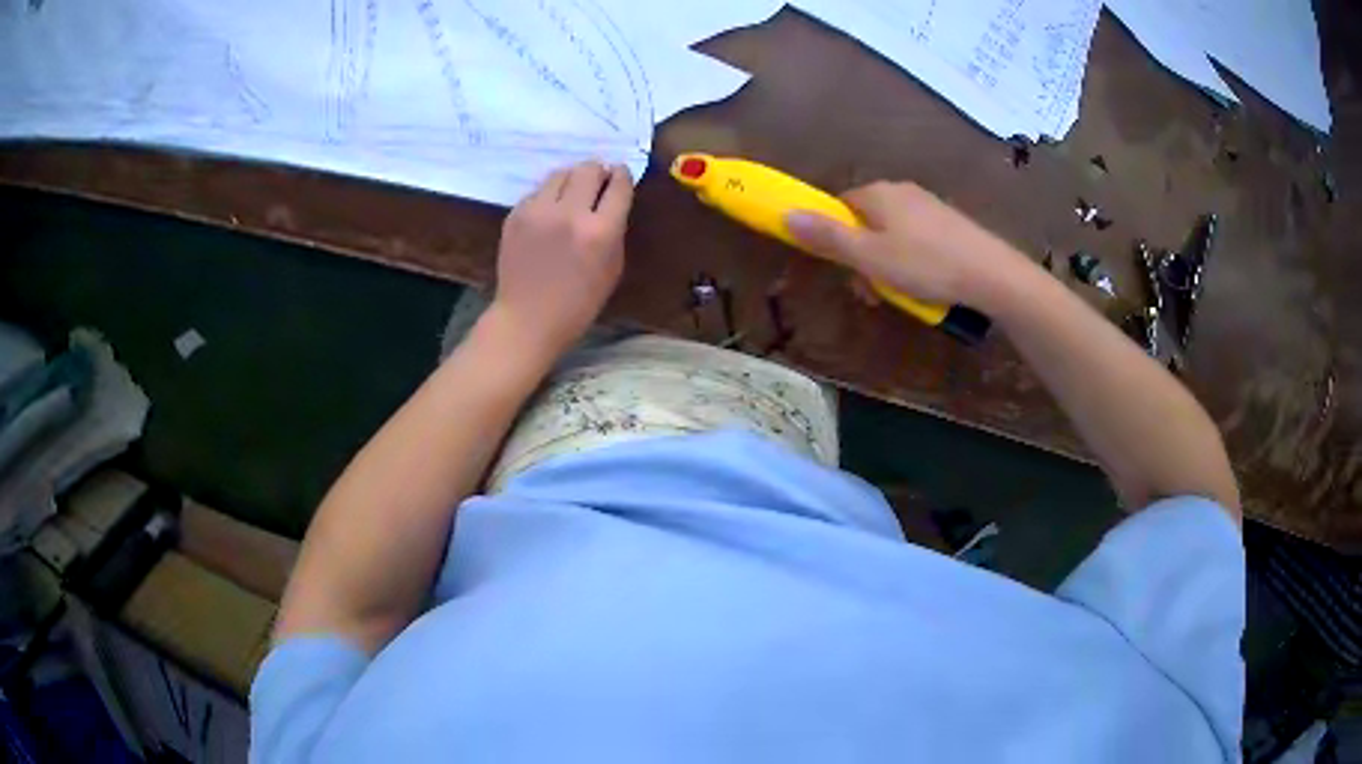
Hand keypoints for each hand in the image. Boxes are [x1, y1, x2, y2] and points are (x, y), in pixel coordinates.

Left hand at [492, 161, 633, 357]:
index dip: (622, 175)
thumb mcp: (612, 268)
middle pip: (589, 168)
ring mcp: (538, 211)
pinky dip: (549, 197)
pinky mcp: (516, 214)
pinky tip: (549, 215)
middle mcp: (570, 213)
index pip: (618, 184)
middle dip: (598, 171)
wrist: (527, 319)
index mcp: (601, 231)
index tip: (621, 174)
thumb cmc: (578, 303)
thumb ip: (615, 230)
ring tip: (572, 195)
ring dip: (572, 179)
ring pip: (561, 173)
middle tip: (598, 182)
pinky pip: (538, 192)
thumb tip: (612, 201)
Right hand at [784, 181, 1033, 308]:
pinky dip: (912, 261)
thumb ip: (828, 236)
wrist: (991, 274)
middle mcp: (902, 191)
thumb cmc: (925, 264)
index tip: (842, 267)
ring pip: (892, 234)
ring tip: (900, 295)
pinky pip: (917, 239)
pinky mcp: (950, 223)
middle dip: (862, 257)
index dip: (834, 236)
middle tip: (871, 292)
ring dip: (886, 264)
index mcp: (878, 193)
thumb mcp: (869, 256)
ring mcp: (929, 206)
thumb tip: (786, 214)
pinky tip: (925, 285)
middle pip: (867, 221)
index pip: (840, 205)